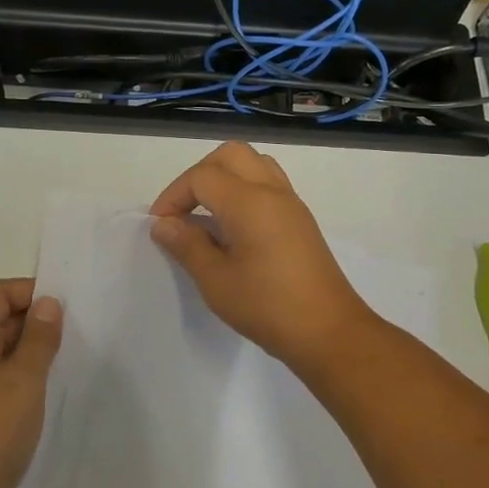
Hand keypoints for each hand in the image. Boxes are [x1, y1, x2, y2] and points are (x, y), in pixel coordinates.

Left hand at [0, 278, 62, 487]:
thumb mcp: (22, 381)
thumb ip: (39, 339)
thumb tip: (48, 304)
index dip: (30, 292)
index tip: (67, 307)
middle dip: (36, 321)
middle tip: (77, 333)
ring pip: (3, 353)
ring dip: (34, 352)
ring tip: (70, 360)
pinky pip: (3, 382)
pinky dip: (26, 379)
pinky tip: (51, 391)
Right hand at [149, 142, 374, 369]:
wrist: (328, 331)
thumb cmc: (267, 306)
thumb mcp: (216, 280)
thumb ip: (187, 245)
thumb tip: (164, 224)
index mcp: (249, 201)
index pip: (202, 177)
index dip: (173, 196)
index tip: (161, 226)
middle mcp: (272, 191)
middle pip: (229, 155)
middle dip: (198, 176)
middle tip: (182, 211)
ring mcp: (291, 203)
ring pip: (253, 164)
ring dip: (224, 178)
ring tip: (207, 214)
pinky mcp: (300, 220)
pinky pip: (268, 184)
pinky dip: (244, 190)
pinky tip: (233, 227)